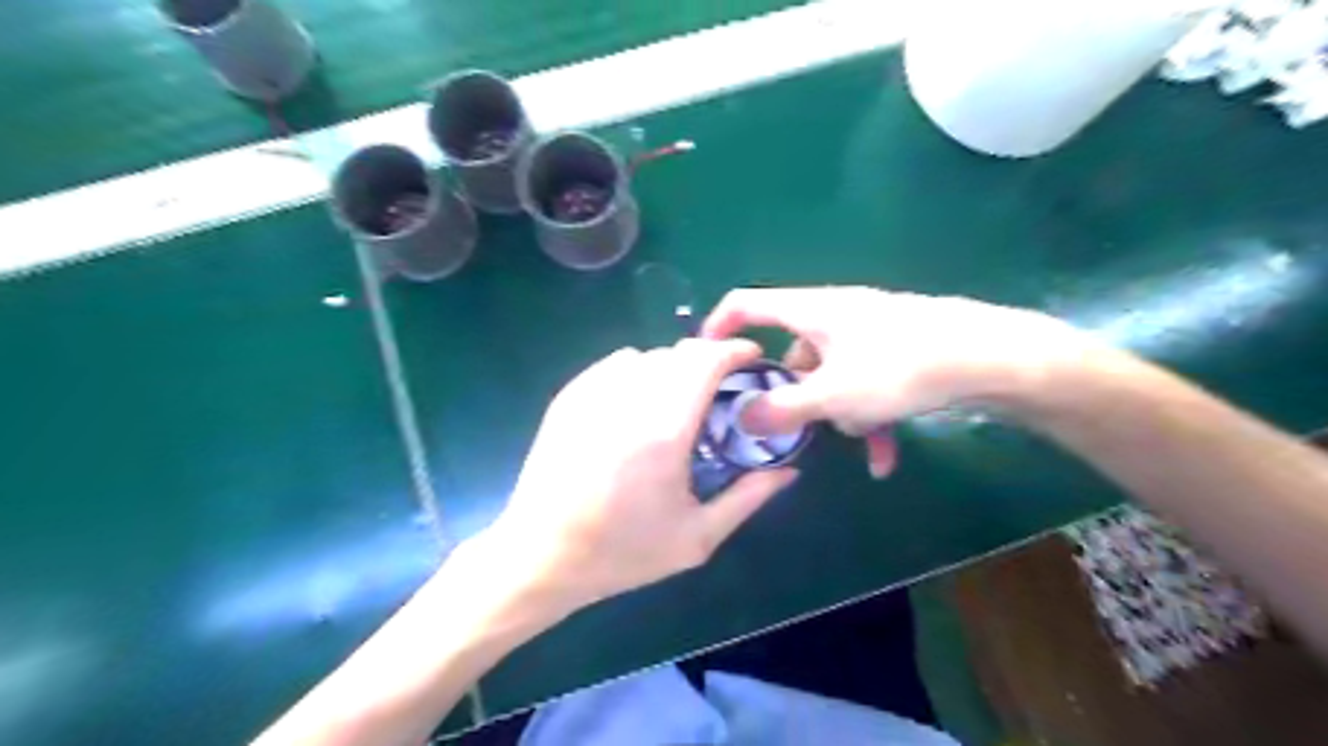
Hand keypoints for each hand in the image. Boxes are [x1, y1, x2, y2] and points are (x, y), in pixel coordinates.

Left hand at [487, 338, 796, 618]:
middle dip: (707, 360)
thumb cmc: (622, 553)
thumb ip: (748, 499)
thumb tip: (788, 472)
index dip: (735, 350)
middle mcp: (628, 400)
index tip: (751, 358)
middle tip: (720, 387)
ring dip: (672, 368)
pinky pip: (614, 365)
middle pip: (678, 353)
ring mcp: (593, 394)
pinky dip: (637, 371)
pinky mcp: (569, 397)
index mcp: (665, 431)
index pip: (706, 361)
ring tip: (677, 399)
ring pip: (647, 356)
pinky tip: (637, 404)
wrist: (541, 556)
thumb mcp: (696, 538)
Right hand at [703, 285, 1088, 461]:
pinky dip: (868, 415)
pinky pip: (865, 383)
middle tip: (794, 427)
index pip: (746, 303)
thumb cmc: (900, 367)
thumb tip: (741, 418)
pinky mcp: (896, 351)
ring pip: (832, 376)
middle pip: (792, 352)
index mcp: (811, 311)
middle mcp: (835, 315)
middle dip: (794, 394)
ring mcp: (868, 332)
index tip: (706, 360)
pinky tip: (885, 456)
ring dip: (839, 412)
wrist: (991, 359)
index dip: (719, 325)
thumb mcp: (833, 395)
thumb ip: (783, 409)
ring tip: (863, 439)